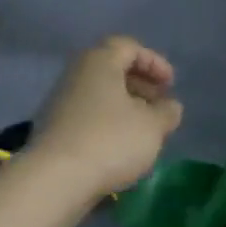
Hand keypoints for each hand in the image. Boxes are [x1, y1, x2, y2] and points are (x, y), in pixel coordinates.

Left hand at [30, 37, 182, 197]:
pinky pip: (88, 117)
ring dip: (125, 108)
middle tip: (159, 106)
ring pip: (99, 96)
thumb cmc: (111, 141)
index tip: (170, 85)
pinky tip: (122, 148)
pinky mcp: (54, 130)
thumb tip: (169, 106)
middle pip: (112, 70)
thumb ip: (167, 112)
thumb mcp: (153, 126)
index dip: (154, 62)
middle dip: (140, 85)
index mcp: (99, 62)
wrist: (55, 179)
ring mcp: (60, 103)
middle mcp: (76, 75)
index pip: (128, 47)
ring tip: (145, 131)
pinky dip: (108, 124)